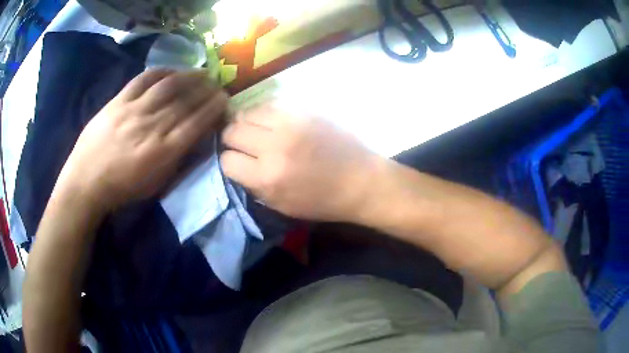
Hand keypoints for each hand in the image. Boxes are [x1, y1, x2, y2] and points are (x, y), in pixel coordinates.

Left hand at [55, 68, 228, 209]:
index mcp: (163, 152)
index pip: (196, 123)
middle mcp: (152, 127)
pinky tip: (171, 71)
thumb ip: (176, 161)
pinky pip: (143, 79)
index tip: (224, 99)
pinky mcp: (118, 101)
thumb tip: (195, 139)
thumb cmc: (122, 189)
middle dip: (206, 90)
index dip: (213, 108)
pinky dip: (161, 72)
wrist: (86, 182)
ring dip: (189, 76)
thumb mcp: (155, 185)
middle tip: (217, 84)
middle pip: (185, 102)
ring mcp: (134, 111)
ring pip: (168, 86)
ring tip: (201, 73)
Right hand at [221, 105, 381, 220]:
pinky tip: (271, 122)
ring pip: (246, 113)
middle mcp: (273, 147)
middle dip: (232, 140)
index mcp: (268, 178)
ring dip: (245, 123)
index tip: (237, 163)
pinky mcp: (303, 110)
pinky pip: (268, 104)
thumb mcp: (281, 206)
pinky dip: (263, 114)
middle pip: (232, 132)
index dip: (229, 163)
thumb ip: (254, 186)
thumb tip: (236, 166)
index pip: (227, 161)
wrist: (360, 180)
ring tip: (255, 131)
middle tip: (242, 145)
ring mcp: (289, 124)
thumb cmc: (322, 201)